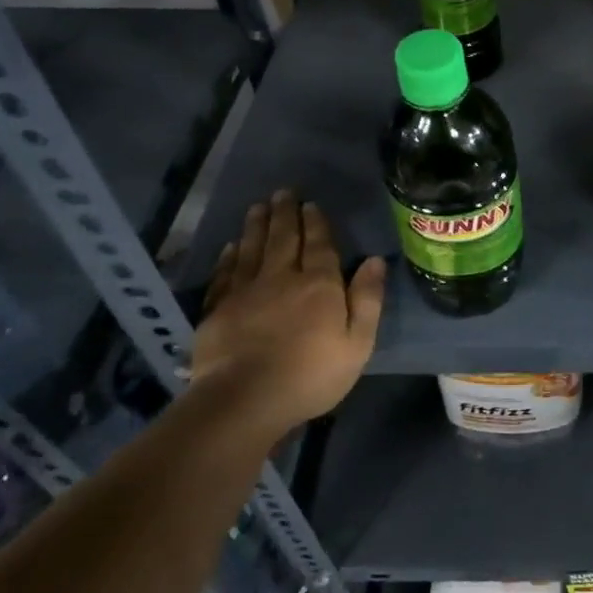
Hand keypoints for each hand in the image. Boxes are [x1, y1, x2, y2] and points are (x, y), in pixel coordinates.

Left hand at [191, 190, 384, 435]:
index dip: (316, 223)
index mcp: (319, 284)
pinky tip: (231, 247)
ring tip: (258, 207)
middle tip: (283, 193)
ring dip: (256, 226)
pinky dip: (229, 257)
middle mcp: (281, 278)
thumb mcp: (357, 343)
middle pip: (283, 239)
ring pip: (252, 249)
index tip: (311, 204)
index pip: (319, 245)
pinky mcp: (218, 309)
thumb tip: (374, 260)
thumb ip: (367, 299)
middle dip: (285, 214)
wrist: (245, 399)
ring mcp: (245, 292)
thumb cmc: (311, 375)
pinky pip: (225, 274)